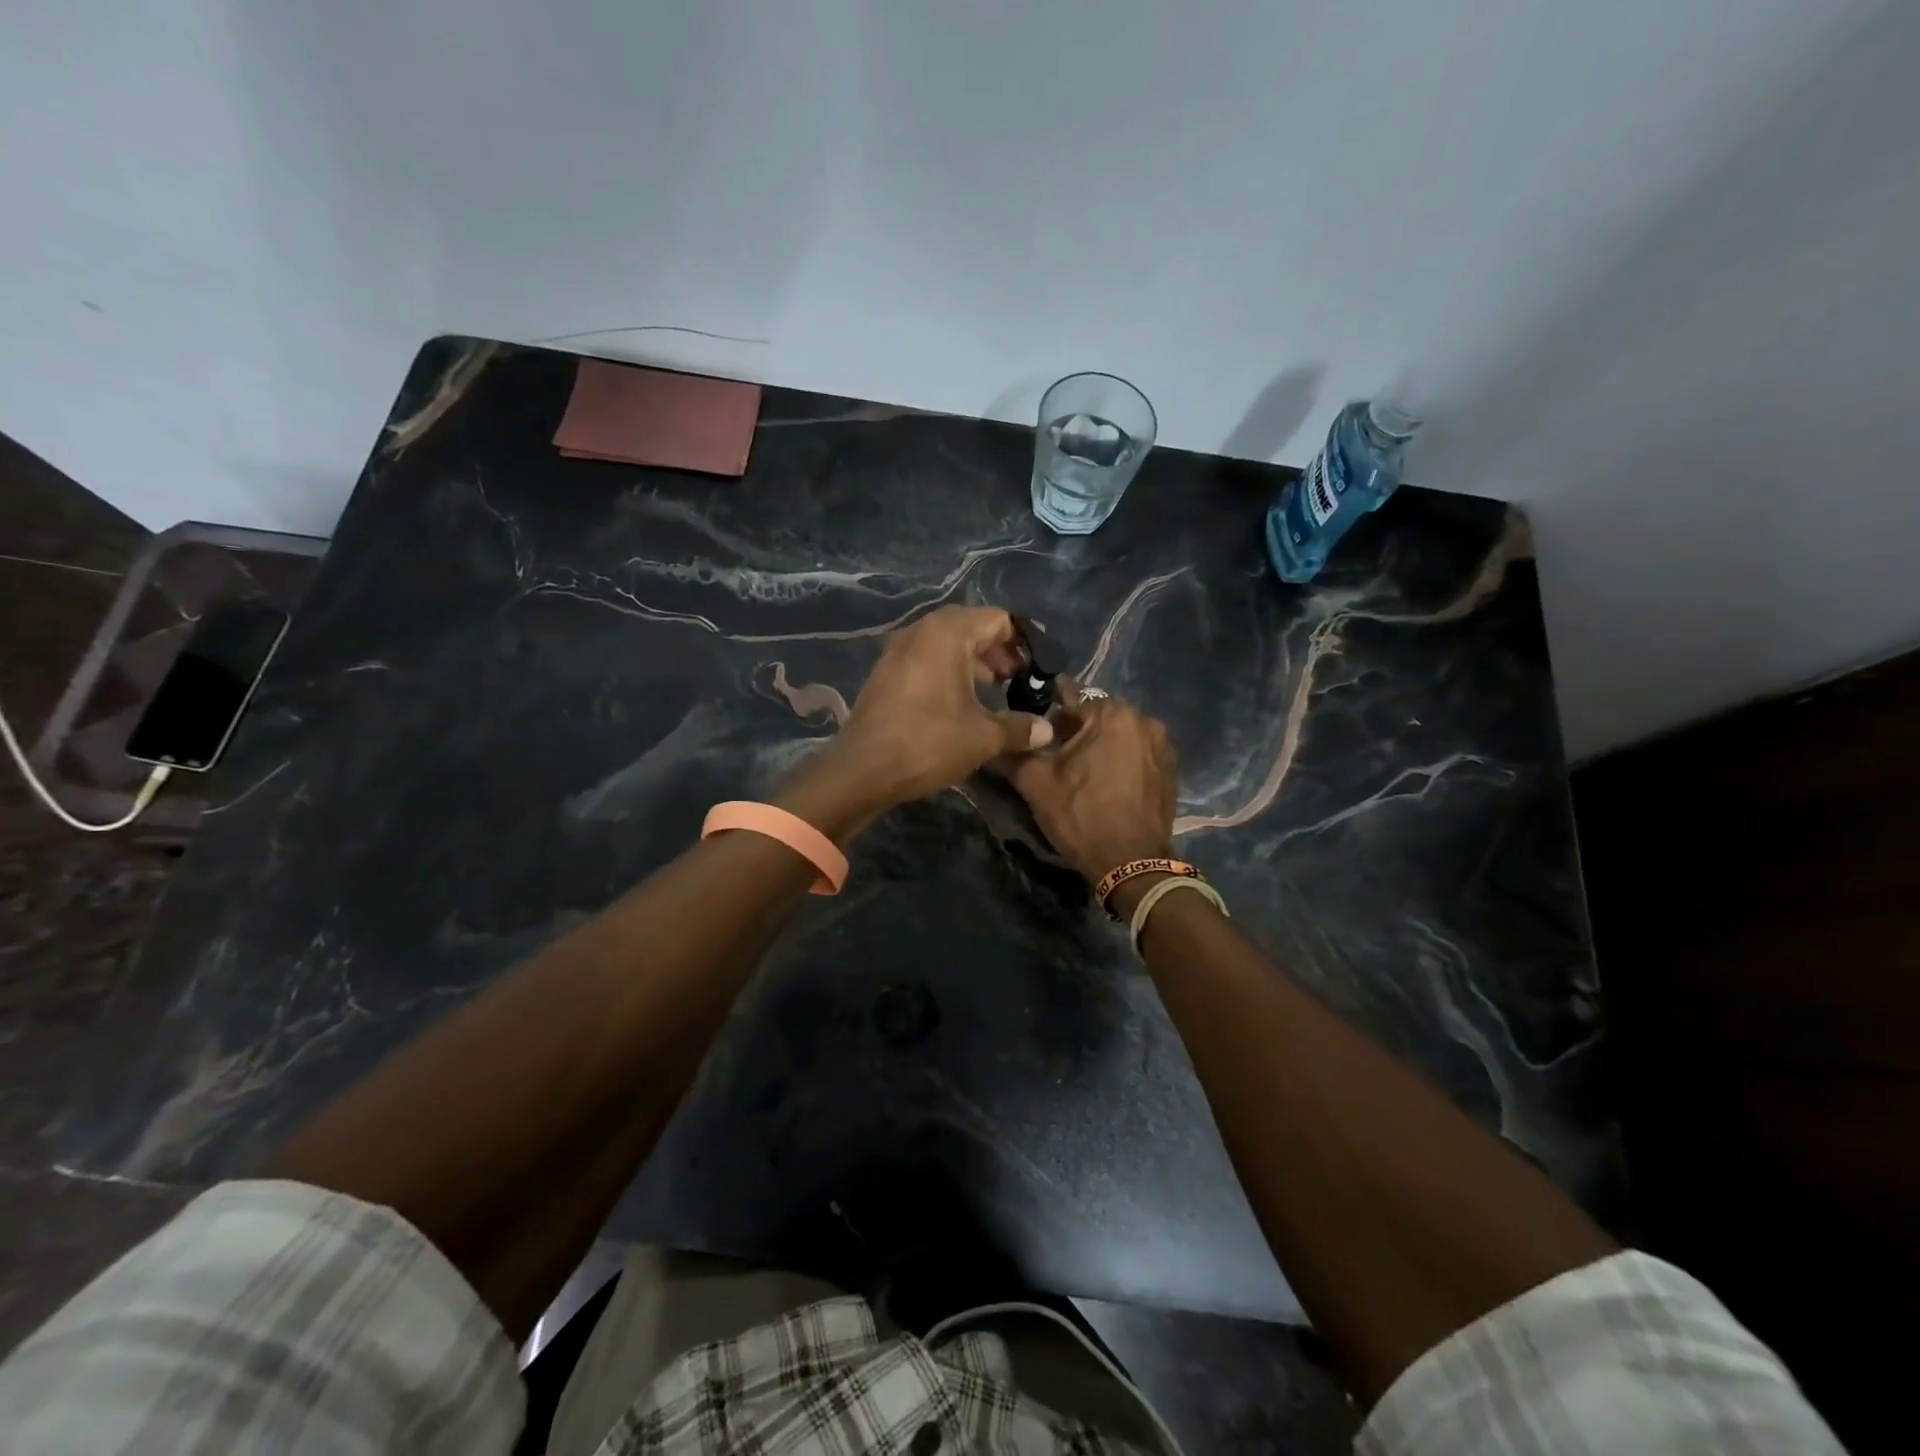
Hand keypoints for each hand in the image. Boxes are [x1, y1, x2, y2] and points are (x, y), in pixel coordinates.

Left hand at [832, 606, 1054, 806]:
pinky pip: (926, 659)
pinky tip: (961, 702)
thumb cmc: (928, 743)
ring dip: (974, 662)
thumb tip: (1047, 730)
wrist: (862, 770)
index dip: (1024, 641)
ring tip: (996, 691)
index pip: (998, 619)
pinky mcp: (885, 672)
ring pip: (947, 644)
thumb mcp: (983, 737)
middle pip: (971, 627)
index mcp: (947, 632)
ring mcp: (897, 650)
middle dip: (999, 651)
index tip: (1040, 667)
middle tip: (1020, 679)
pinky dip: (949, 671)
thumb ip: (1019, 728)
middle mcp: (920, 630)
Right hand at [1008, 684, 1178, 884]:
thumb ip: (1015, 749)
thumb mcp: (1036, 783)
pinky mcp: (1171, 767)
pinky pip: (1136, 749)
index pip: (1068, 692)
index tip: (1028, 721)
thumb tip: (999, 734)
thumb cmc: (1082, 817)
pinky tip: (1105, 780)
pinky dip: (1119, 756)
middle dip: (1072, 726)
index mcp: (1111, 713)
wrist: (1133, 864)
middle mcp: (1143, 718)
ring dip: (1097, 741)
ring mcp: (1162, 743)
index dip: (1043, 705)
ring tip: (1078, 768)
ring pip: (1117, 730)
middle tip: (1051, 751)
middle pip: (1095, 710)